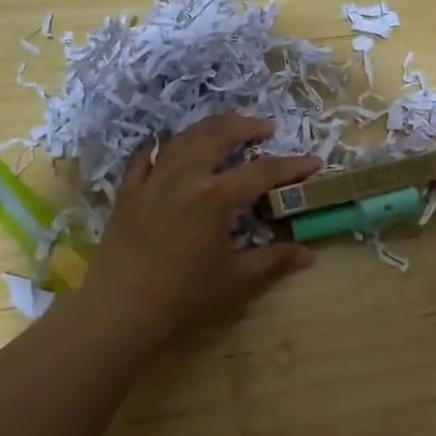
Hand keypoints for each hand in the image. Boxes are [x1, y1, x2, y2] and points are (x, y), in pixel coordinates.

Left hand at [82, 113, 320, 339]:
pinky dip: (157, 146)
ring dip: (208, 127)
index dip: (291, 166)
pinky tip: (163, 143)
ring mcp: (153, 181)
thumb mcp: (236, 281)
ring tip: (224, 127)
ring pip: (182, 139)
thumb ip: (273, 262)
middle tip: (266, 127)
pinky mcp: (128, 193)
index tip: (313, 162)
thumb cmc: (184, 297)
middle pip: (219, 136)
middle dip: (246, 126)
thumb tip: (308, 254)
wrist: (121, 309)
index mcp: (216, 197)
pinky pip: (142, 158)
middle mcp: (185, 177)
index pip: (263, 172)